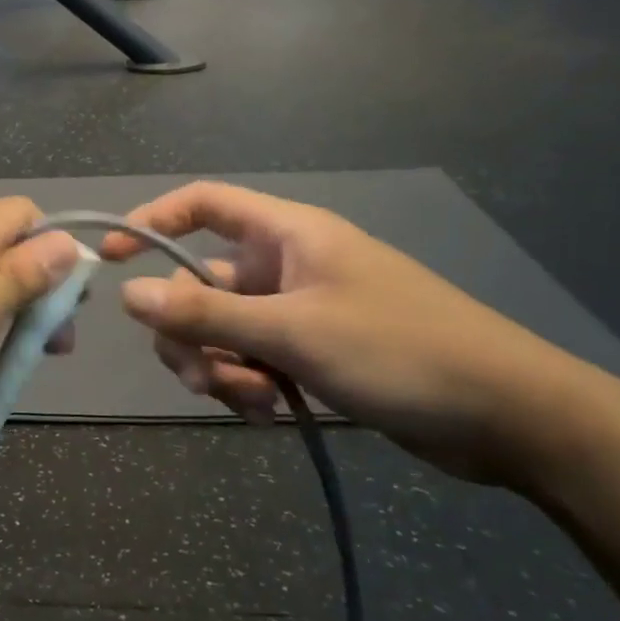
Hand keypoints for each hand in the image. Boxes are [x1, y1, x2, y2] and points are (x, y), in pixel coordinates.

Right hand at [101, 182, 585, 484]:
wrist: (507, 415)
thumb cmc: (399, 350)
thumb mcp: (292, 332)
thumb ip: (205, 315)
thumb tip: (126, 295)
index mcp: (286, 234)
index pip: (203, 204)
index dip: (152, 222)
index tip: (112, 260)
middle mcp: (285, 264)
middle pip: (201, 282)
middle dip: (191, 331)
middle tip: (200, 376)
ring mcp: (298, 309)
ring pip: (223, 328)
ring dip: (219, 366)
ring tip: (249, 402)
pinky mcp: (312, 351)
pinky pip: (253, 358)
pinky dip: (248, 384)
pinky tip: (268, 414)